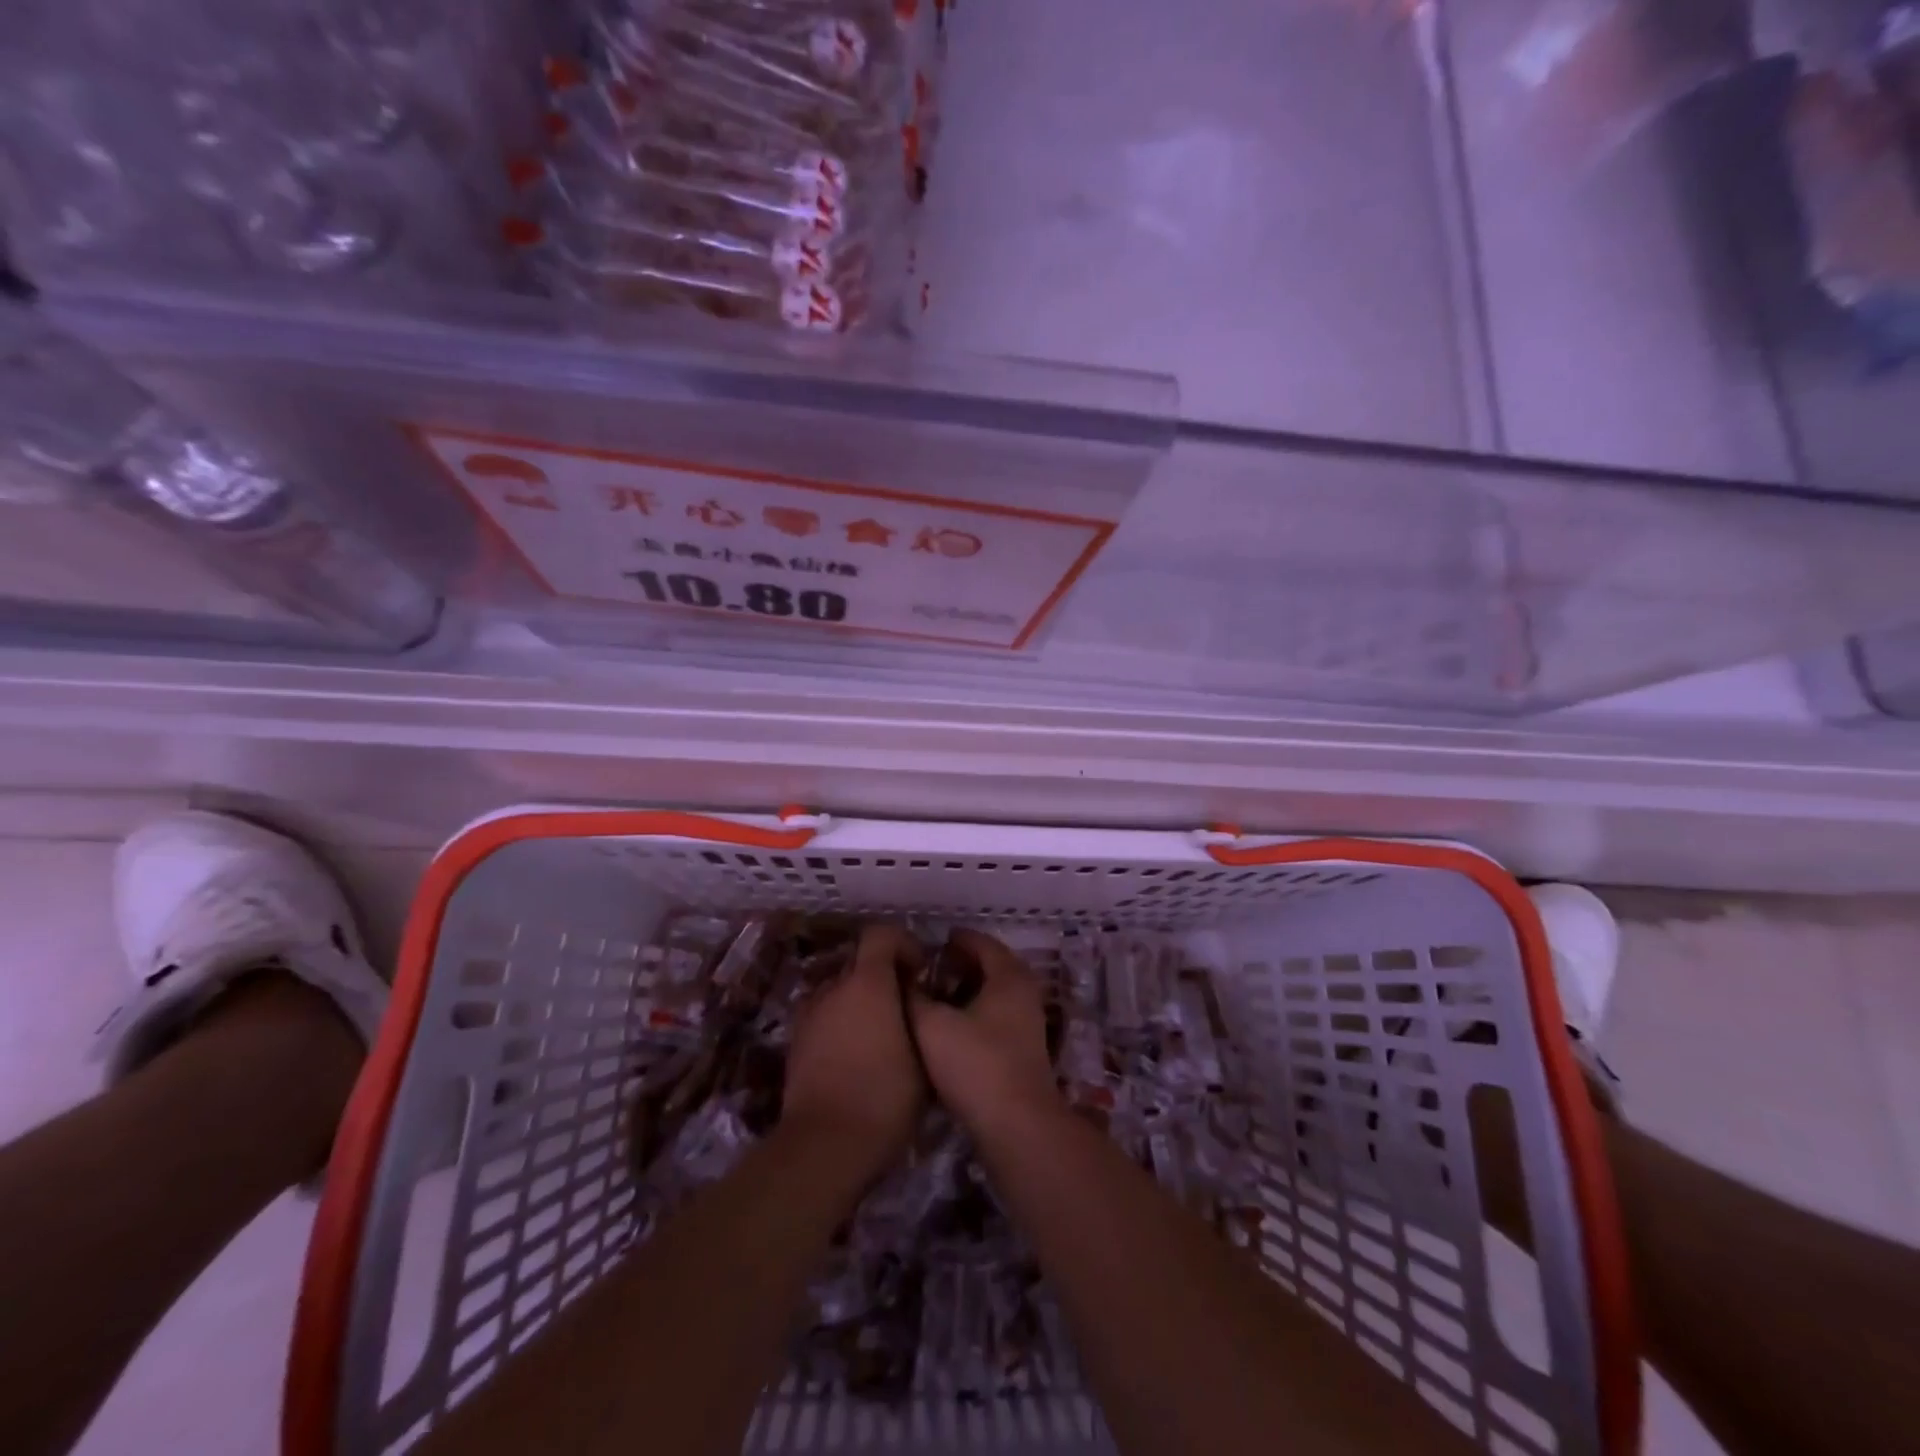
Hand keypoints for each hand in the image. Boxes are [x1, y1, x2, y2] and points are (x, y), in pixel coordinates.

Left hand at [782, 923, 925, 1181]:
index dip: (902, 943)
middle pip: (859, 963)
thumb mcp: (923, 1057)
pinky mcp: (795, 1043)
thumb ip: (919, 1017)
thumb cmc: (884, 1097)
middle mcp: (834, 988)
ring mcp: (809, 1014)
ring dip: (859, 1001)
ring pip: (839, 992)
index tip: (919, 970)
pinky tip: (856, 1057)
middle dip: (882, 976)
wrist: (824, 1145)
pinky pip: (824, 1018)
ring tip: (880, 1035)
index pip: (880, 934)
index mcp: (867, 983)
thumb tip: (914, 1002)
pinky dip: (840, 1025)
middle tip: (904, 1006)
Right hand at [908, 929, 1060, 1143]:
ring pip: (995, 992)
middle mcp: (1024, 992)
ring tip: (936, 996)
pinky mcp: (1024, 1049)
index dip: (956, 939)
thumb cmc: (976, 1065)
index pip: (981, 942)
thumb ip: (915, 996)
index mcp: (1008, 975)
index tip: (931, 943)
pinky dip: (976, 1011)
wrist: (1017, 1126)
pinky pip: (998, 1015)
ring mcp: (1028, 1021)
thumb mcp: (932, 1025)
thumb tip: (906, 979)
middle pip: (992, 965)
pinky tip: (952, 1027)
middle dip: (961, 963)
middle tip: (931, 968)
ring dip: (968, 989)